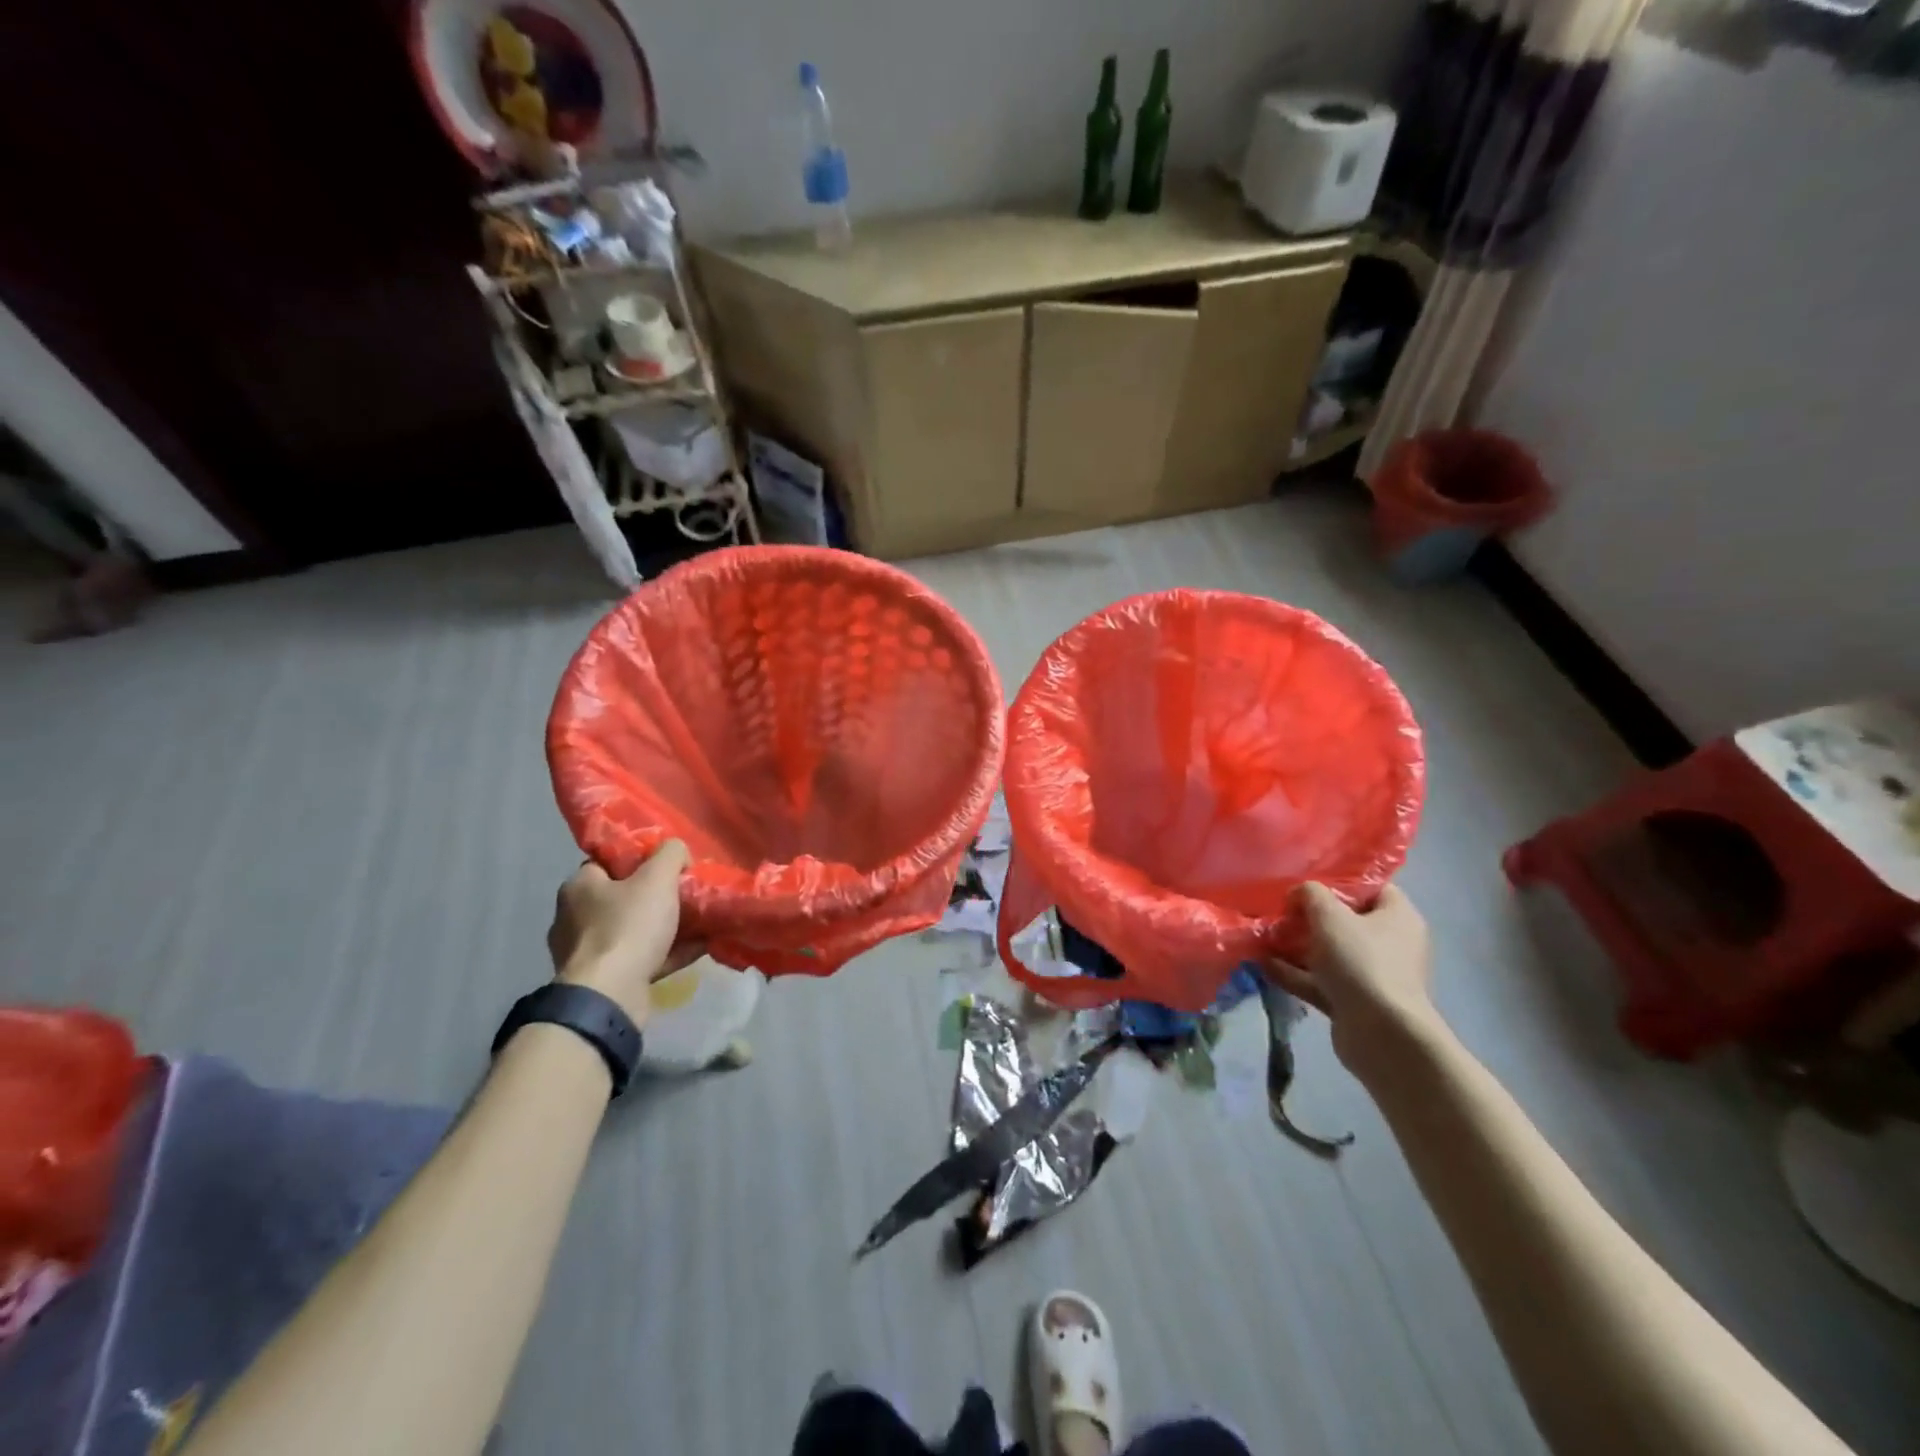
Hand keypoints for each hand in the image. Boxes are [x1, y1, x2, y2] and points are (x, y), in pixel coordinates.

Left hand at [547, 842, 701, 1026]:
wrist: (610, 996)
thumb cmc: (628, 927)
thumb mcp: (657, 878)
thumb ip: (671, 854)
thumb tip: (677, 850)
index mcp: (579, 887)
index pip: (607, 862)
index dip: (638, 859)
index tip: (667, 865)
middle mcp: (574, 918)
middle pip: (622, 897)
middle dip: (655, 896)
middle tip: (686, 893)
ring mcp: (586, 953)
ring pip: (633, 931)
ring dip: (664, 927)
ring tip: (699, 922)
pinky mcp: (602, 981)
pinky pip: (641, 959)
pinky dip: (668, 952)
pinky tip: (698, 948)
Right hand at [1268, 883, 1442, 1083]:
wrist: (1382, 1035)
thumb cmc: (1361, 962)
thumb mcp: (1330, 915)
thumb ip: (1310, 894)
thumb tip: (1299, 895)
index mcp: (1397, 917)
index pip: (1370, 888)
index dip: (1337, 883)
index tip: (1304, 884)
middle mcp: (1389, 944)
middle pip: (1344, 921)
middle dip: (1307, 917)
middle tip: (1277, 912)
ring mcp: (1372, 975)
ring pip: (1328, 953)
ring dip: (1295, 946)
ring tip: (1262, 938)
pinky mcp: (1354, 1002)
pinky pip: (1320, 981)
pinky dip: (1294, 973)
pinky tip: (1262, 965)